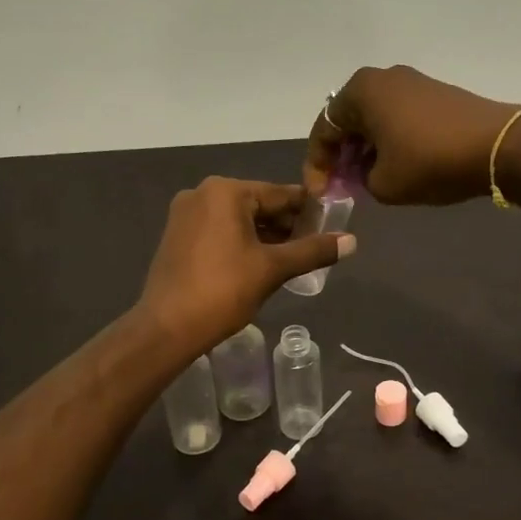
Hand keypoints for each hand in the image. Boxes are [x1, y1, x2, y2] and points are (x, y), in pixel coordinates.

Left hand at [138, 178, 355, 353]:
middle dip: (286, 224)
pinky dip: (242, 242)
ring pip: (238, 219)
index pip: (279, 194)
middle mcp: (202, 193)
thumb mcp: (273, 269)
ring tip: (292, 258)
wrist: (167, 328)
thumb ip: (313, 250)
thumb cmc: (223, 290)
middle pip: (257, 204)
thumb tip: (352, 241)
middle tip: (314, 246)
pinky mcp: (177, 236)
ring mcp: (185, 215)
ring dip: (265, 235)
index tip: (332, 223)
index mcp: (225, 191)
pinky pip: (219, 230)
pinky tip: (260, 263)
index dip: (308, 209)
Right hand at [304, 65, 518, 204]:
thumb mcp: (383, 184)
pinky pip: (398, 117)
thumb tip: (367, 172)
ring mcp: (412, 82)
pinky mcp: (435, 93)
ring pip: (374, 119)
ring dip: (366, 149)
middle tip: (342, 186)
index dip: (317, 166)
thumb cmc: (429, 162)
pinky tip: (396, 165)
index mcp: (360, 92)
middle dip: (342, 155)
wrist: (497, 146)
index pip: (324, 130)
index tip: (320, 194)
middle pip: (348, 121)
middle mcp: (382, 78)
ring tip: (367, 180)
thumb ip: (360, 180)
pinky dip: (389, 140)